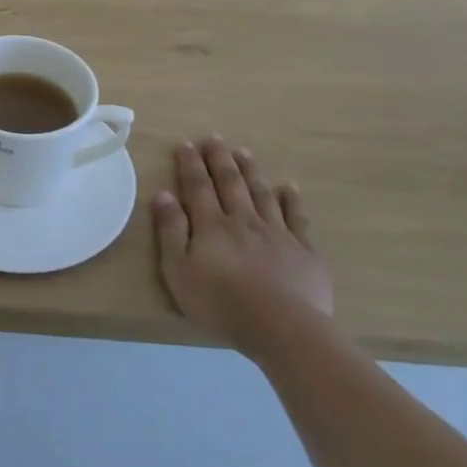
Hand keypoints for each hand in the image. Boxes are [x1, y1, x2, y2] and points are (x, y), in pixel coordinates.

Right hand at [154, 137, 332, 359]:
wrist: (283, 328)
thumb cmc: (221, 303)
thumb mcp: (179, 271)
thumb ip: (170, 231)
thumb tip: (162, 194)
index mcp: (211, 225)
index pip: (198, 186)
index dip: (190, 164)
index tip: (186, 144)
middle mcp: (243, 221)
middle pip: (230, 183)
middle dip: (220, 159)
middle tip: (214, 138)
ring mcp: (277, 233)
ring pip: (261, 193)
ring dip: (251, 171)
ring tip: (243, 152)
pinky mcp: (304, 251)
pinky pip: (297, 218)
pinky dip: (291, 200)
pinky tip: (289, 188)